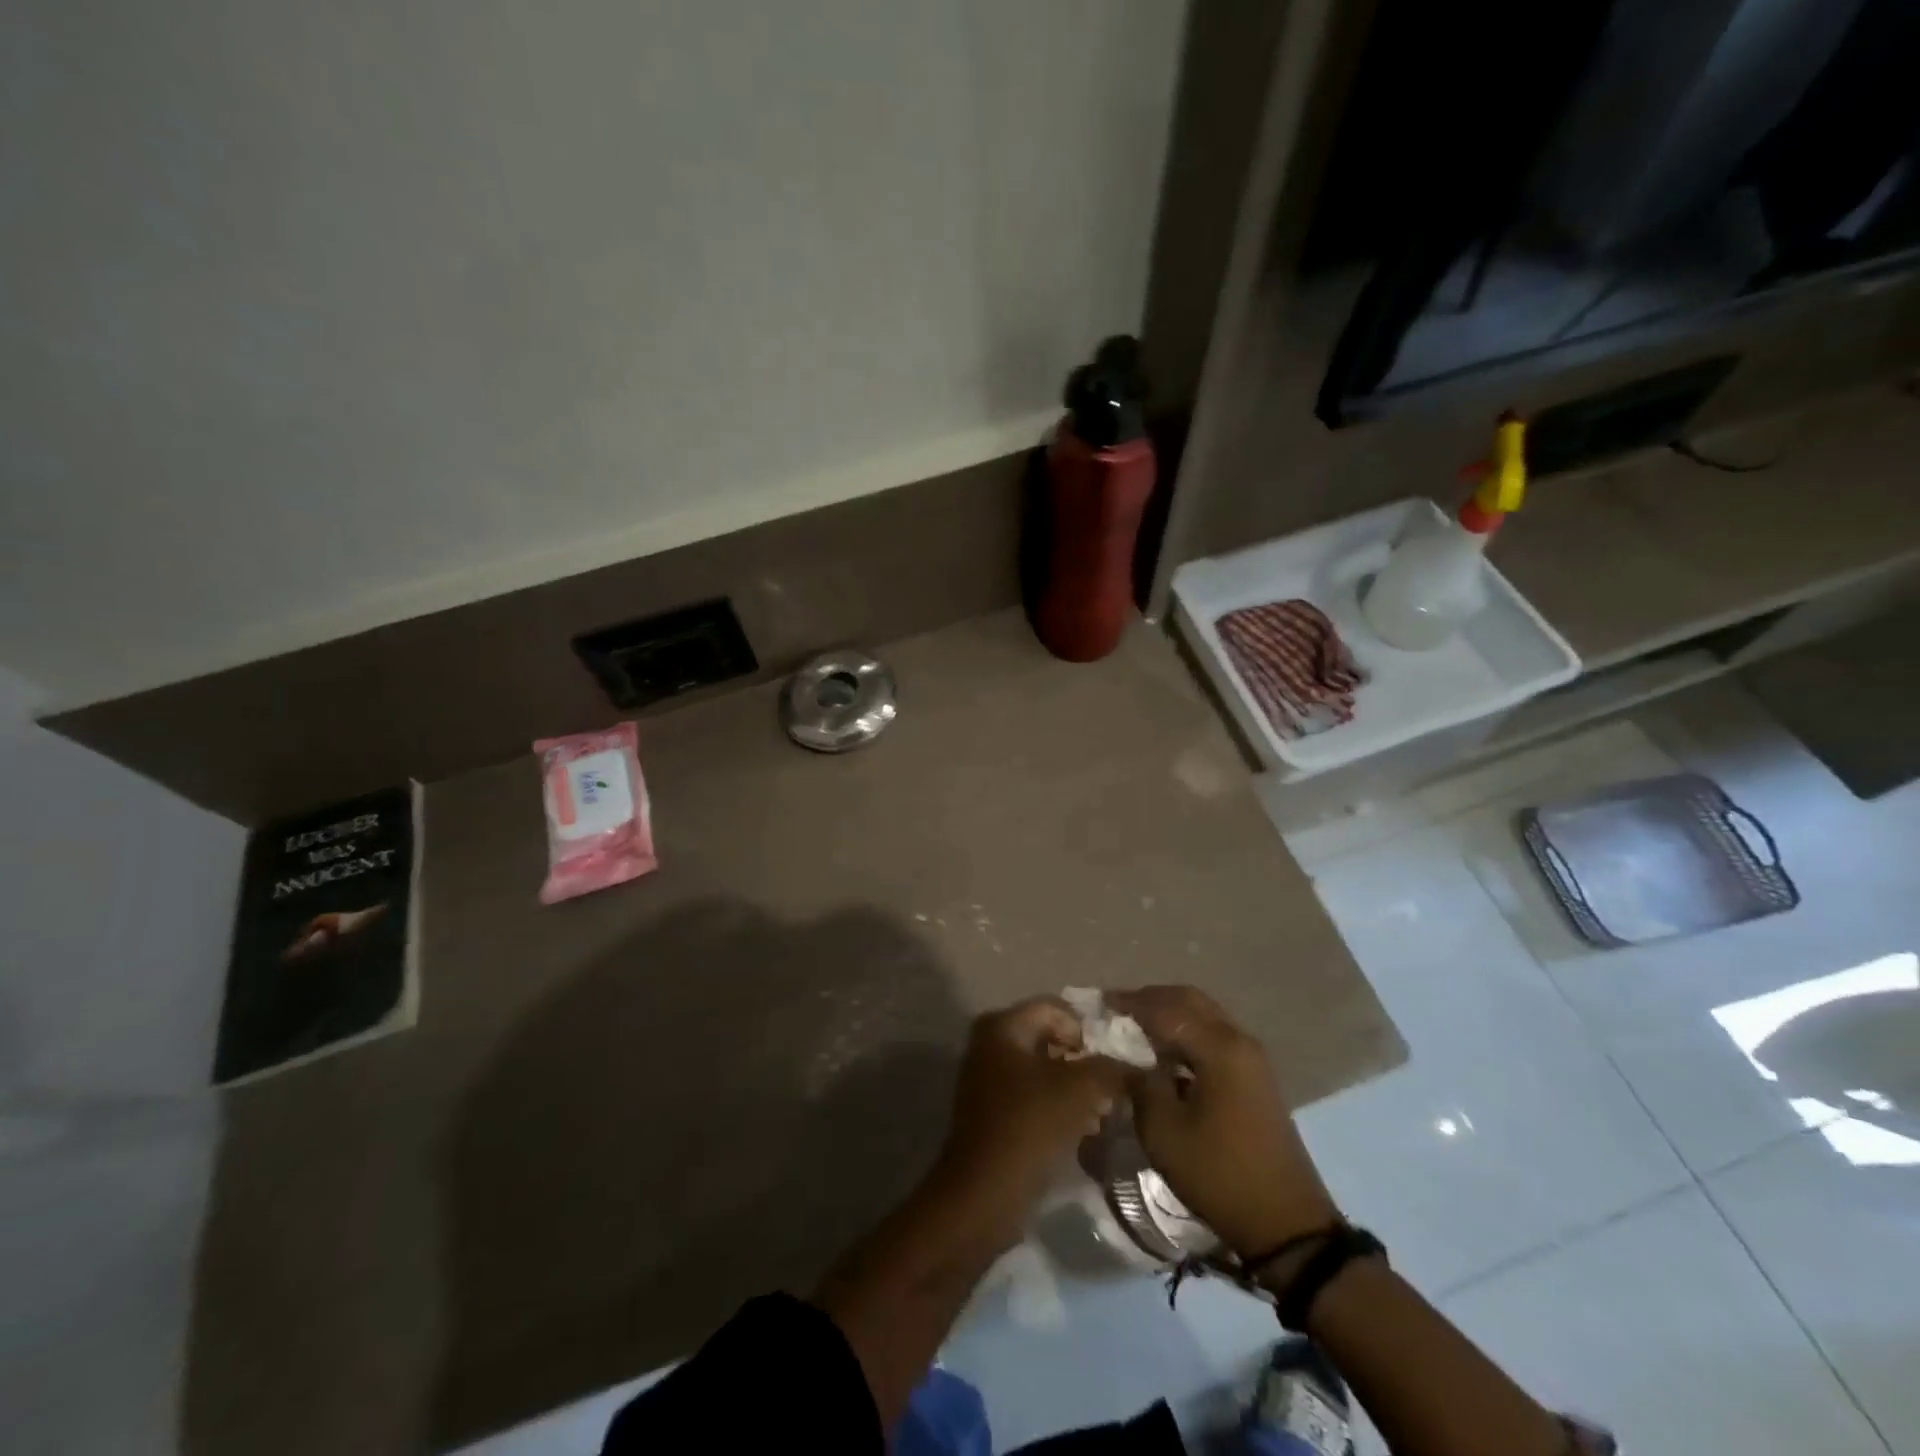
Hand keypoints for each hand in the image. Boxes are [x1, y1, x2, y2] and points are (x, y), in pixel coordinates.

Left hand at [933, 998, 1127, 1240]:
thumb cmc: (1030, 1127)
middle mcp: (990, 1044)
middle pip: (1050, 1039)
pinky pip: (1034, 1097)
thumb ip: (1111, 1068)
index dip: (1088, 1031)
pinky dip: (1059, 1107)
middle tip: (1112, 1088)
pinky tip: (1084, 1131)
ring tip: (1103, 1113)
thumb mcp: (1081, 1090)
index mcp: (1003, 1026)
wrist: (984, 1193)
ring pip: (1044, 1071)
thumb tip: (1132, 1064)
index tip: (1112, 1062)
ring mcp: (988, 1079)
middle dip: (1084, 1062)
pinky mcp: (993, 1112)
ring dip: (1075, 1089)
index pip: (1056, 1009)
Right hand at [1109, 985, 1338, 1259]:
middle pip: (1189, 1000)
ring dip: (1169, 1015)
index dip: (1129, 1003)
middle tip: (1116, 1011)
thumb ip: (1139, 1082)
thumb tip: (1123, 1056)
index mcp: (1218, 1046)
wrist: (1286, 1224)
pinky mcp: (1255, 1077)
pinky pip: (1214, 1037)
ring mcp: (1251, 1058)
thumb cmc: (1218, 1174)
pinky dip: (1186, 1034)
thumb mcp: (1163, 1130)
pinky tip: (1164, 1054)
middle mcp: (1238, 1040)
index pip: (1165, 1008)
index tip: (1098, 1004)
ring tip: (1134, 1030)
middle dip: (1150, 1000)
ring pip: (1204, 1016)